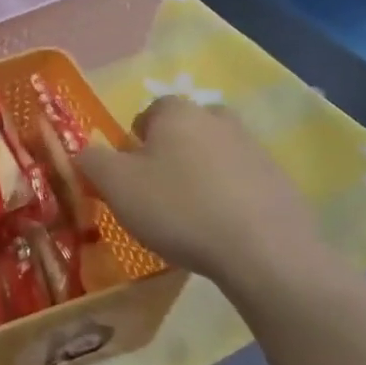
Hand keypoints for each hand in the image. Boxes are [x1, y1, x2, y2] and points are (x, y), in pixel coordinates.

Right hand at [77, 96, 327, 295]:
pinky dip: (229, 198)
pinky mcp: (280, 182)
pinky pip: (242, 183)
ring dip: (201, 175)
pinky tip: (221, 230)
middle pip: (185, 130)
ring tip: (190, 216)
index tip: (129, 175)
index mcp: (177, 113)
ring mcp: (255, 149)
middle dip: (170, 153)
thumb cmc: (179, 208)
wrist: (265, 252)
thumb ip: (91, 160)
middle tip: (158, 191)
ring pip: (215, 155)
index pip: (149, 112)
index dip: (134, 142)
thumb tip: (85, 151)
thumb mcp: (116, 185)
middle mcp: (218, 119)